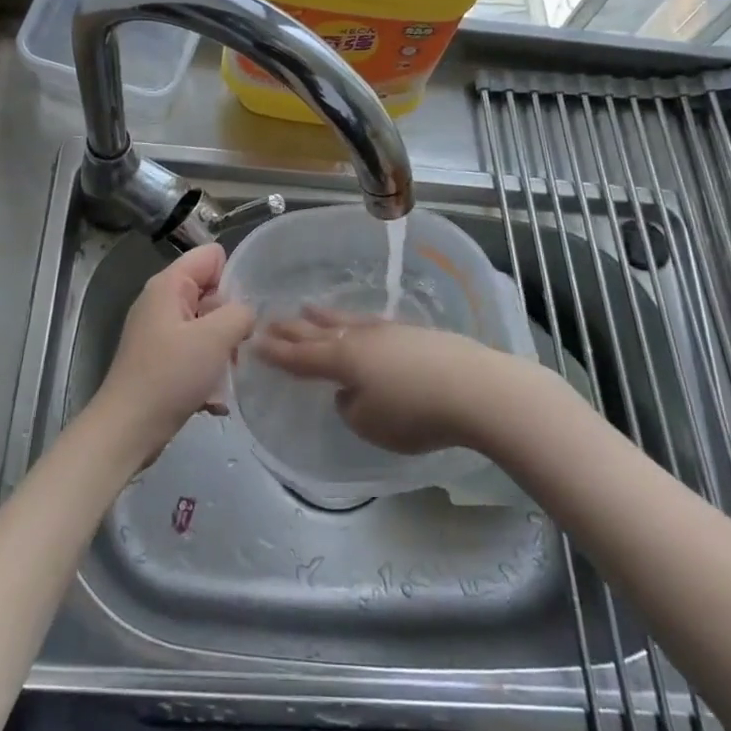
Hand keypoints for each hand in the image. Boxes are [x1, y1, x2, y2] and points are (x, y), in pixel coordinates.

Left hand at [91, 244, 256, 462]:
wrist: (128, 429)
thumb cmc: (170, 376)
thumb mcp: (215, 337)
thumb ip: (240, 313)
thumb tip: (246, 313)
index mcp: (168, 285)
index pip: (211, 257)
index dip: (232, 277)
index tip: (242, 311)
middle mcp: (162, 302)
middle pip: (211, 293)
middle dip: (230, 319)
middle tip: (237, 348)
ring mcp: (161, 333)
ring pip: (207, 327)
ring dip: (223, 351)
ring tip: (225, 376)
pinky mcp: (162, 361)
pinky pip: (196, 354)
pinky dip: (208, 372)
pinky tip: (213, 398)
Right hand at [253, 307, 511, 454]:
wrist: (476, 389)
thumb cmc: (415, 412)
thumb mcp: (370, 423)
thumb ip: (350, 407)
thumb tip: (349, 391)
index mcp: (342, 359)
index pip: (300, 356)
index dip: (276, 352)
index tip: (253, 343)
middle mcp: (360, 338)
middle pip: (318, 331)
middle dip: (291, 328)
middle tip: (267, 320)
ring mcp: (389, 332)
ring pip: (346, 321)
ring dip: (324, 316)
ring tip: (306, 307)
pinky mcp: (415, 334)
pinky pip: (372, 325)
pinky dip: (355, 322)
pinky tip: (360, 324)